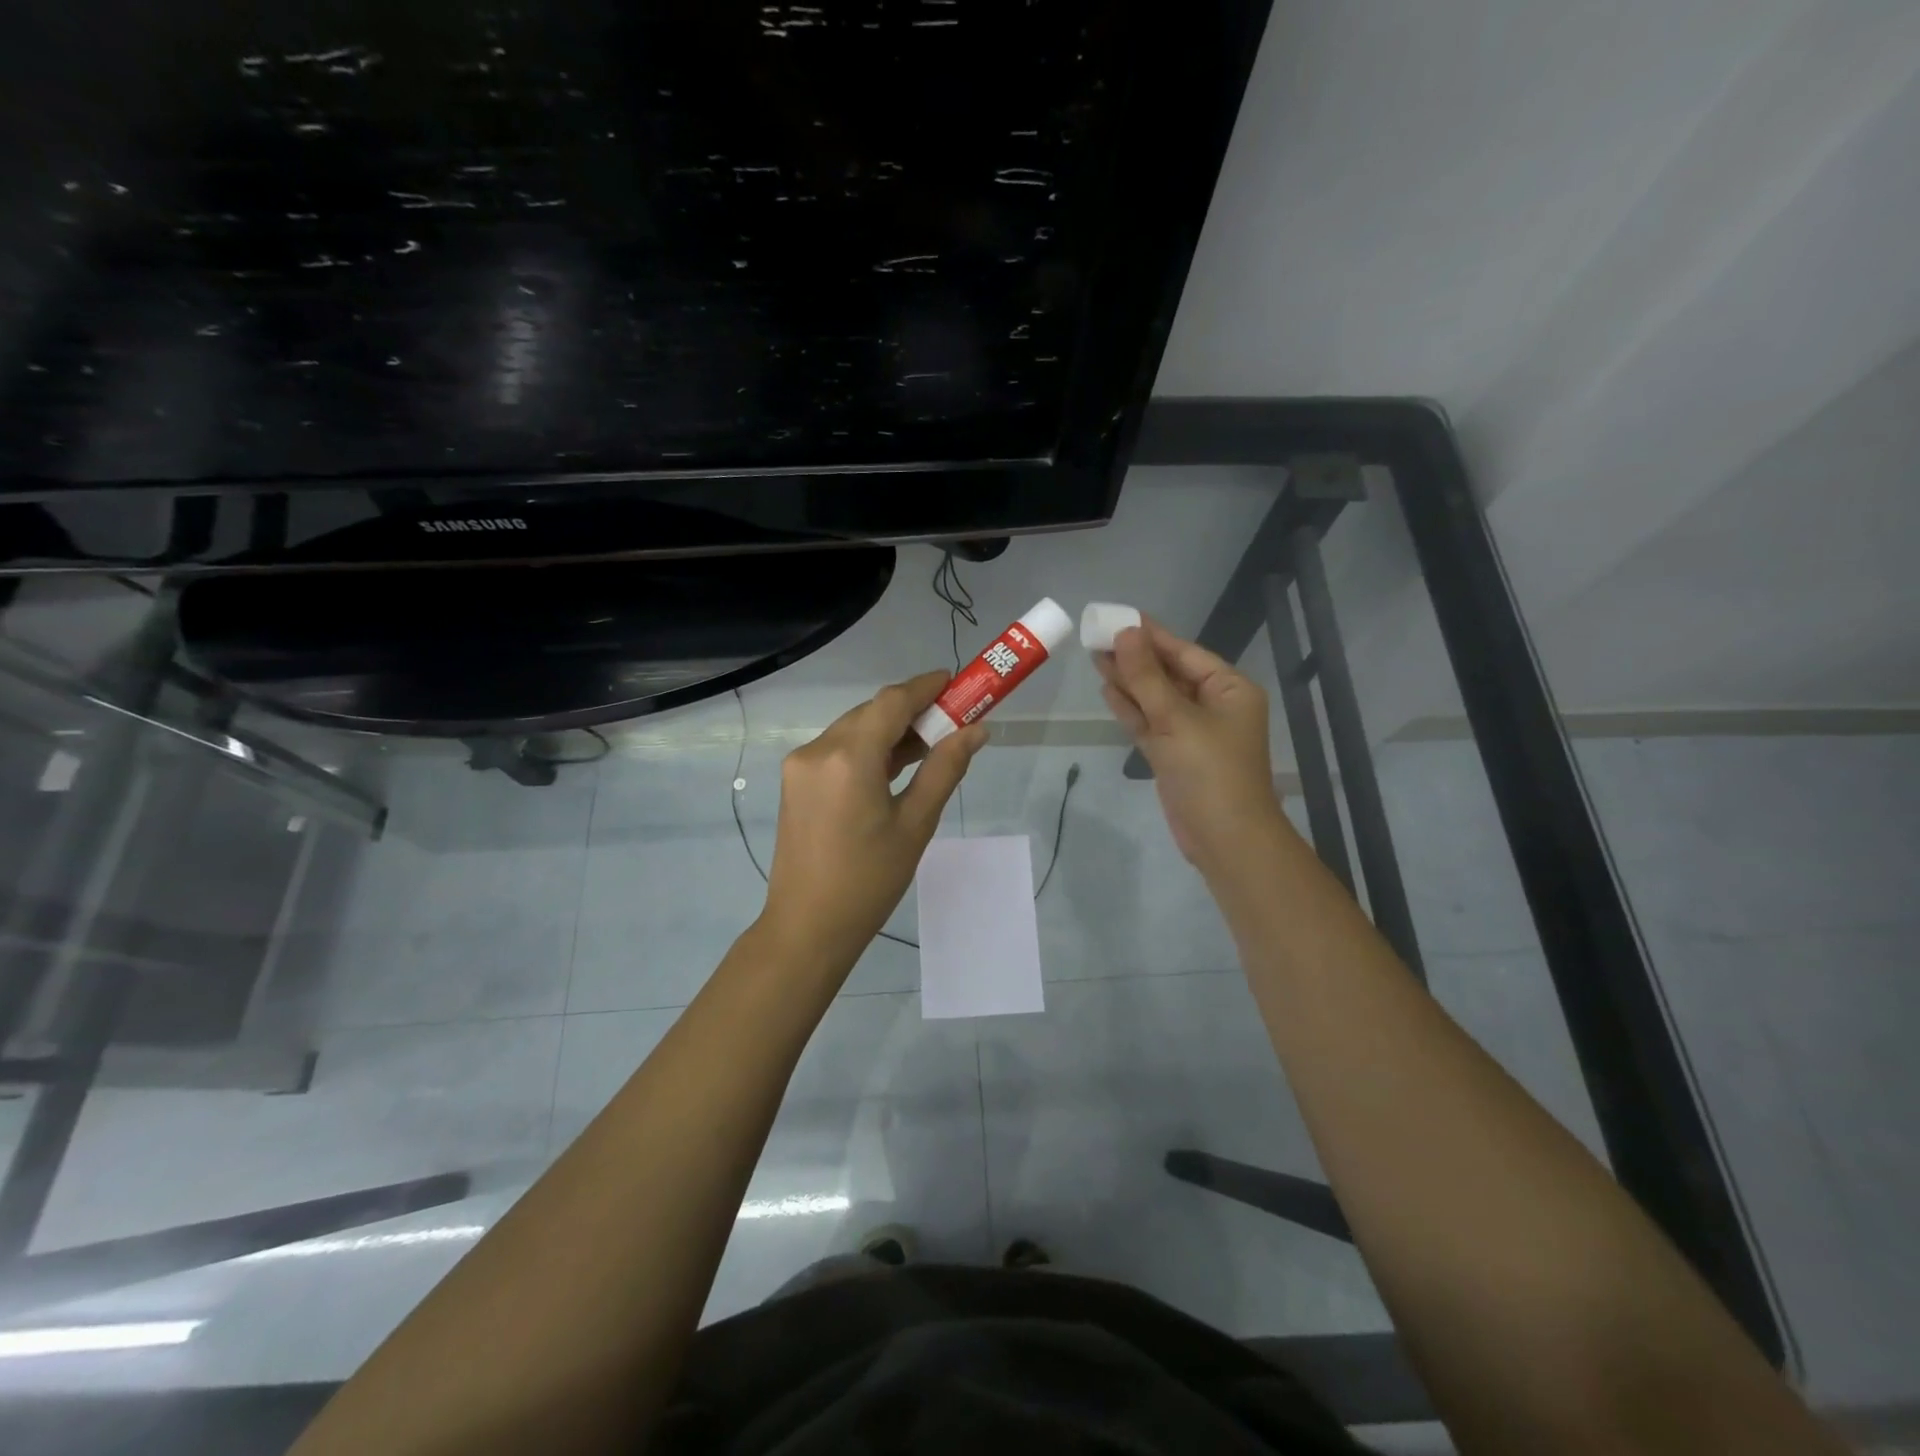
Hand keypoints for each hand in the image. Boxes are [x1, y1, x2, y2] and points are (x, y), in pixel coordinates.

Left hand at [761, 672, 987, 971]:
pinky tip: (893, 767)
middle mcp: (818, 750)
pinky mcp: (795, 781)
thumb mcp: (916, 824)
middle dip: (911, 711)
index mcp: (849, 758)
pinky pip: (837, 750)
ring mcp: (800, 765)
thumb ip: (945, 769)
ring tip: (929, 747)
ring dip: (889, 731)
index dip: (925, 687)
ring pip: (853, 729)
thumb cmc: (869, 881)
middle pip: (871, 712)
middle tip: (951, 723)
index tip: (956, 683)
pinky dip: (867, 749)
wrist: (807, 927)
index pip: (891, 701)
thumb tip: (977, 730)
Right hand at [1095, 620, 1288, 870]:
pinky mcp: (1174, 754)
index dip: (1151, 635)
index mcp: (1228, 689)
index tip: (1118, 618)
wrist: (1224, 838)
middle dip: (1135, 657)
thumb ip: (1147, 677)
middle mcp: (1212, 706)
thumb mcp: (1176, 719)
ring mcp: (1192, 732)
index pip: (1185, 652)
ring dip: (1129, 681)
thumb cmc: (1210, 771)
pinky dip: (1130, 709)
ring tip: (1096, 657)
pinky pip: (1150, 722)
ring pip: (1155, 698)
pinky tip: (1108, 690)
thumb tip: (1126, 633)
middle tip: (1097, 636)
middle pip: (1168, 673)